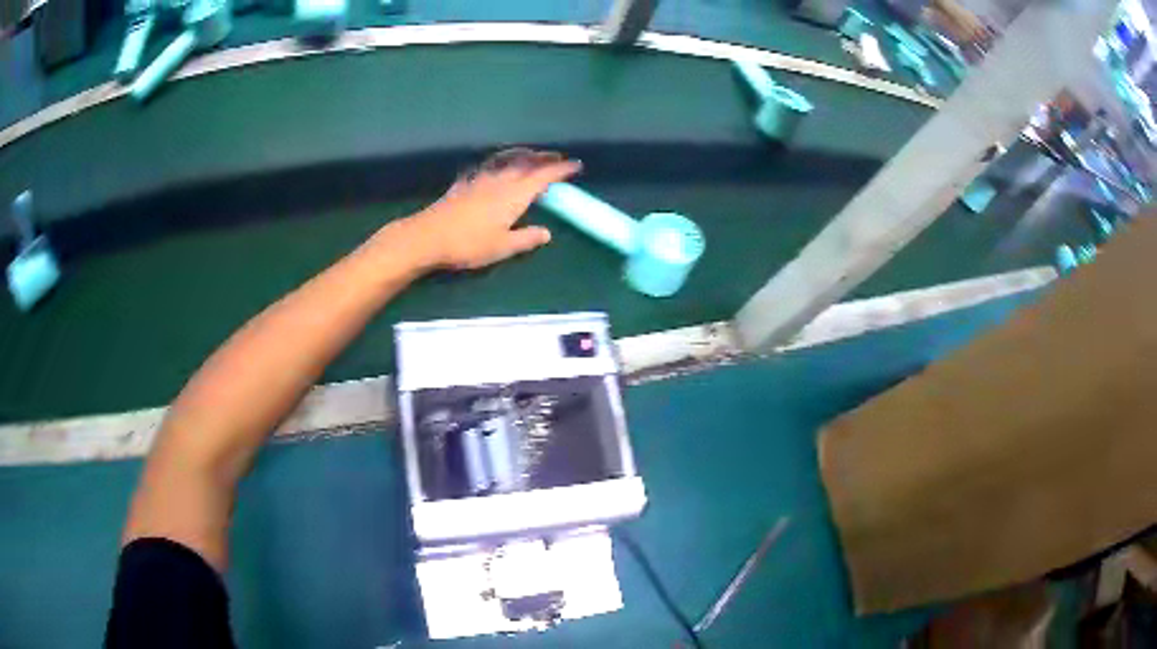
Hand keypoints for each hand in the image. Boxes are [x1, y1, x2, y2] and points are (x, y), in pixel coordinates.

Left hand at [401, 148, 581, 269]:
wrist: (428, 236)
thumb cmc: (468, 244)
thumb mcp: (502, 247)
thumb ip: (526, 238)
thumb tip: (546, 233)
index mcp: (514, 195)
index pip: (543, 177)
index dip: (560, 170)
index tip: (576, 165)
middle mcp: (500, 181)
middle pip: (526, 164)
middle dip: (545, 159)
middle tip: (557, 158)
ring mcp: (480, 180)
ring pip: (507, 162)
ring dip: (523, 158)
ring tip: (531, 158)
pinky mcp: (464, 184)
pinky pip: (489, 168)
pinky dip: (500, 164)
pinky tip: (495, 169)